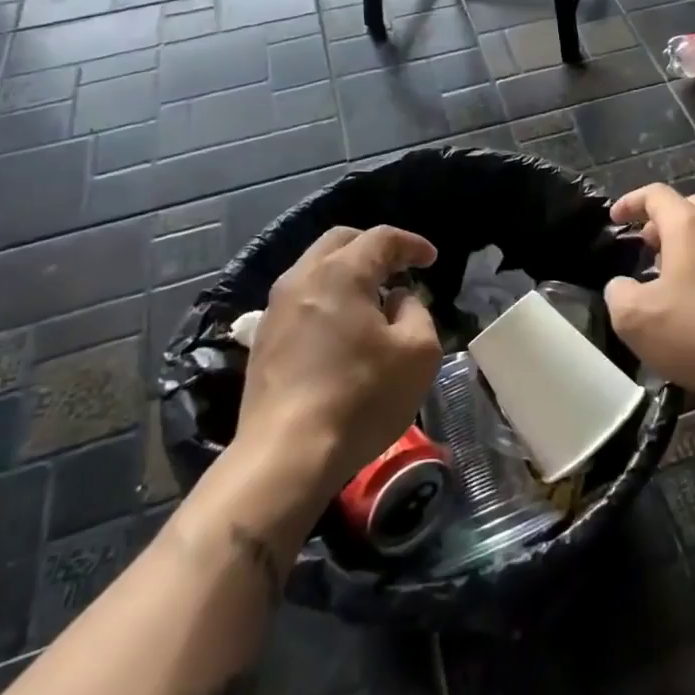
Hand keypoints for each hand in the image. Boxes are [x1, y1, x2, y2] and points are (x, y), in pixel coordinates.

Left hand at [232, 225, 441, 503]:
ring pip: (315, 269)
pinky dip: (327, 297)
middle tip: (400, 267)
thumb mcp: (418, 352)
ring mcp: (275, 310)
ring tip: (374, 297)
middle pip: (340, 242)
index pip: (381, 238)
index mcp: (341, 273)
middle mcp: (302, 279)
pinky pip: (301, 298)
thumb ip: (416, 312)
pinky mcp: (263, 340)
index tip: (431, 259)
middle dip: (374, 248)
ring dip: (347, 272)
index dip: (411, 244)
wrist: (286, 456)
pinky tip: (343, 327)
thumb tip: (398, 300)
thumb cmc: (362, 398)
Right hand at [603, 184, 694, 404]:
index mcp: (689, 226)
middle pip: (690, 207)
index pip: (657, 194)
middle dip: (663, 220)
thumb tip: (623, 287)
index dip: (631, 201)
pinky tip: (693, 299)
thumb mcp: (634, 317)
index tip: (614, 219)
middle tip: (644, 244)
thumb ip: (618, 293)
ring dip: (686, 244)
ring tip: (665, 274)